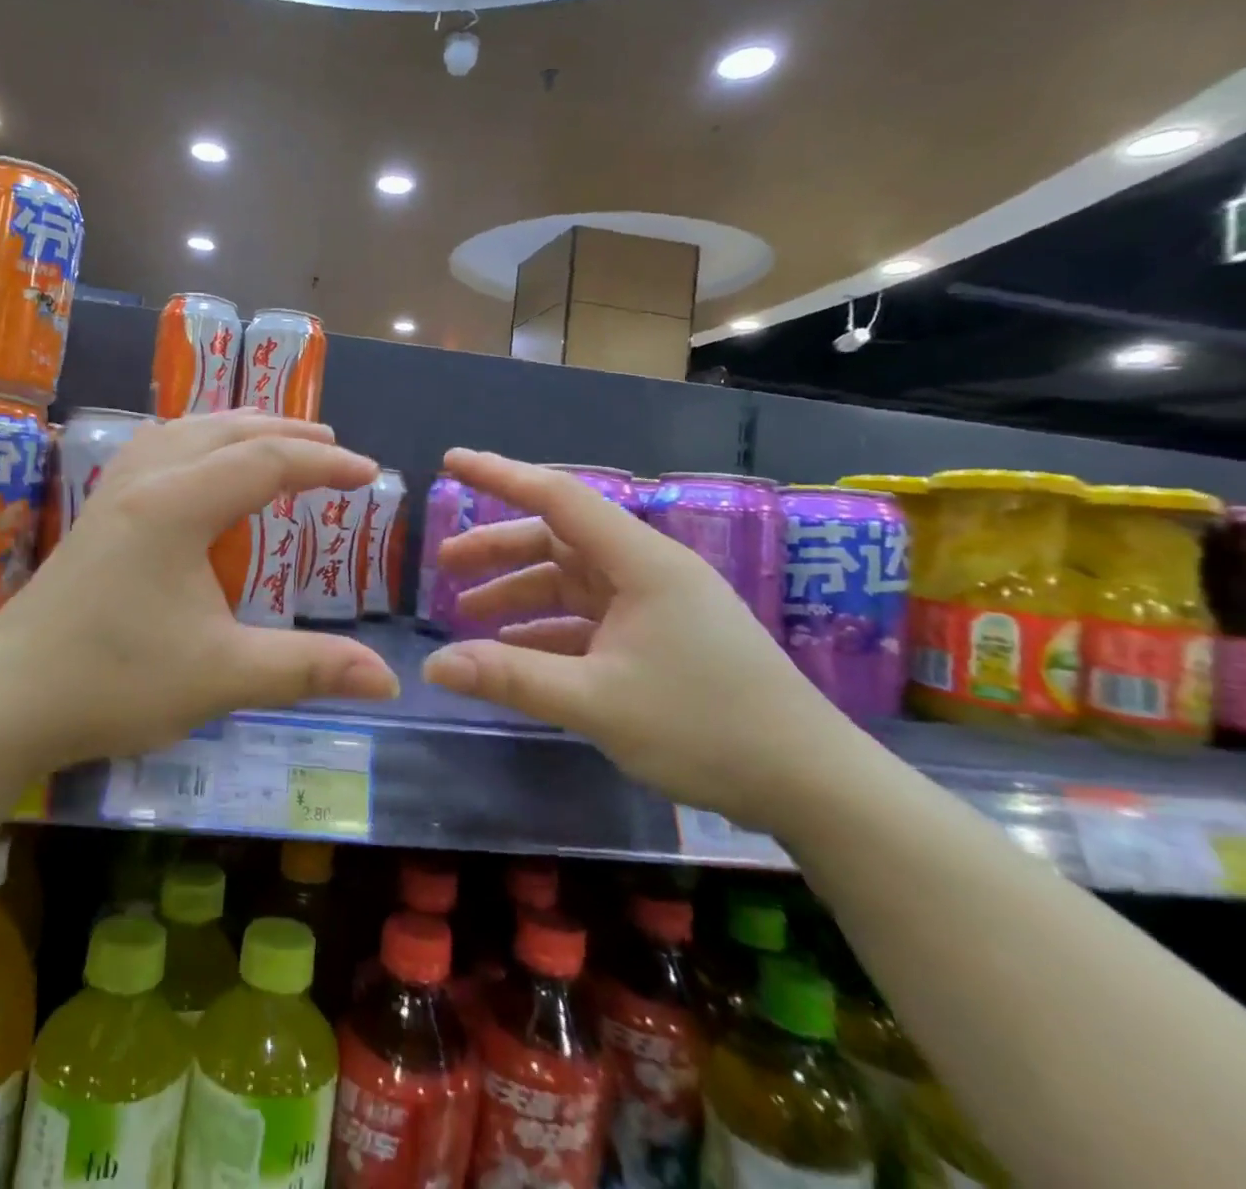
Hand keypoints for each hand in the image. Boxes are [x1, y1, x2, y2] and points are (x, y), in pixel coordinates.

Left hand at [0, 410, 400, 772]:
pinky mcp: (94, 515)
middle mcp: (145, 481)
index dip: (325, 465)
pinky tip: (196, 468)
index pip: (267, 462)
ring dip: (236, 429)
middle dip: (285, 433)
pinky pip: (156, 450)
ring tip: (273, 441)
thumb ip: (308, 668)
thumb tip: (388, 681)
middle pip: (225, 430)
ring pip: (184, 431)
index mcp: (178, 504)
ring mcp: (112, 494)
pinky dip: (195, 443)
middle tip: (332, 448)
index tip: (371, 475)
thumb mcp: (223, 675)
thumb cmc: (114, 681)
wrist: (2, 702)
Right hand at [421, 449, 860, 830]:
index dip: (500, 476)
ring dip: (519, 595)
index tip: (451, 461)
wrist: (812, 785)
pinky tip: (514, 655)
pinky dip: (548, 630)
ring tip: (466, 616)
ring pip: (570, 582)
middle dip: (498, 550)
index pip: (558, 497)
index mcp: (641, 562)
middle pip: (558, 541)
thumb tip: (433, 666)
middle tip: (445, 564)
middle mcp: (647, 571)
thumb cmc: (707, 728)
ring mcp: (656, 605)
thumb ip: (511, 678)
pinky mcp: (661, 638)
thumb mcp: (597, 703)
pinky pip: (588, 620)